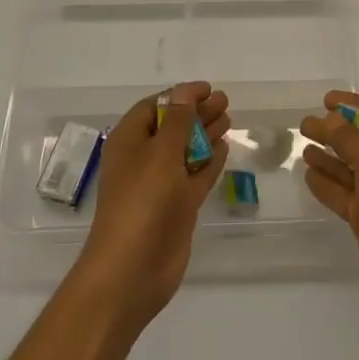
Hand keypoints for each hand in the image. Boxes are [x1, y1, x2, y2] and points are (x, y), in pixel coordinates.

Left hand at [74, 82, 229, 330]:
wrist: (131, 270)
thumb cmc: (142, 202)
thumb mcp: (161, 153)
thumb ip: (178, 121)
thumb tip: (184, 92)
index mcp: (129, 142)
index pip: (154, 107)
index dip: (180, 95)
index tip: (208, 89)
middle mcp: (143, 159)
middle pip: (173, 127)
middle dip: (197, 113)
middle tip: (225, 102)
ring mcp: (160, 185)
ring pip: (185, 151)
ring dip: (205, 134)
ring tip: (229, 119)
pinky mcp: (177, 208)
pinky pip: (194, 177)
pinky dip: (209, 162)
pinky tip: (224, 149)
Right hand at [300, 91, 358, 318]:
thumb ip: (347, 137)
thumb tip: (329, 119)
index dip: (355, 105)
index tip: (327, 100)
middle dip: (336, 132)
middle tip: (306, 125)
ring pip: (351, 168)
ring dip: (329, 157)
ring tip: (302, 145)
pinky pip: (344, 194)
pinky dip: (327, 184)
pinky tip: (308, 174)